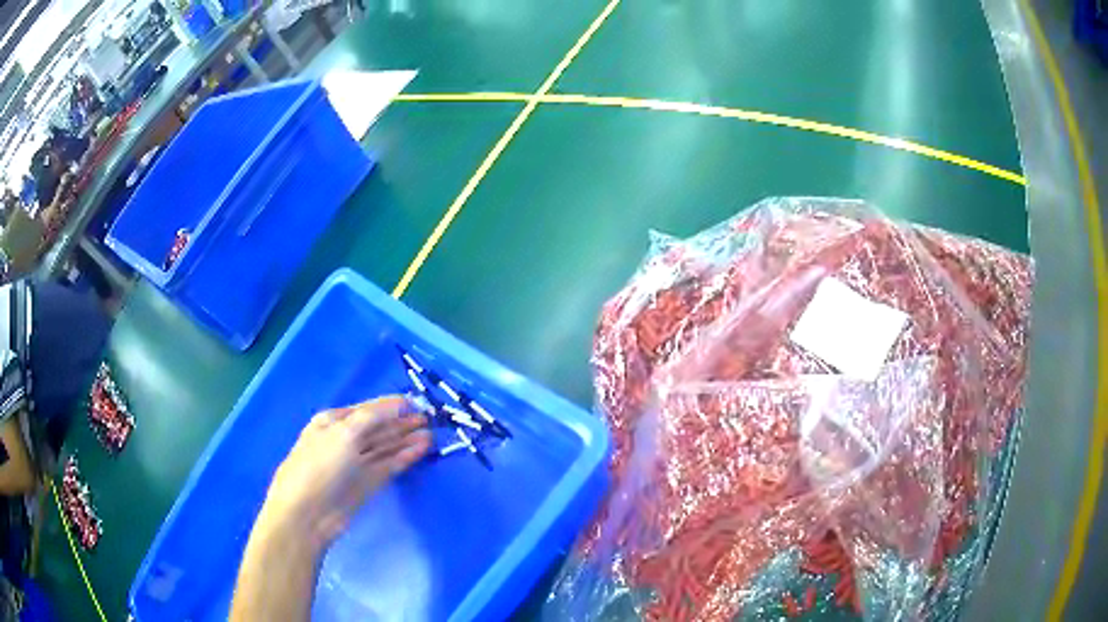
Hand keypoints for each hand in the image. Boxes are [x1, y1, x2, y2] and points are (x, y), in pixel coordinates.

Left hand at [257, 396, 430, 547]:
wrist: (308, 514)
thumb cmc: (320, 465)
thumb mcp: (344, 433)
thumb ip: (374, 416)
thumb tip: (401, 404)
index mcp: (333, 421)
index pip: (368, 409)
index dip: (391, 405)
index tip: (417, 403)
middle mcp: (345, 439)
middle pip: (378, 428)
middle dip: (402, 423)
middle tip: (430, 419)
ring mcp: (356, 463)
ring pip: (385, 448)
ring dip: (406, 440)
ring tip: (431, 435)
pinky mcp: (367, 484)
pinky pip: (389, 466)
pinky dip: (404, 458)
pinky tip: (421, 450)